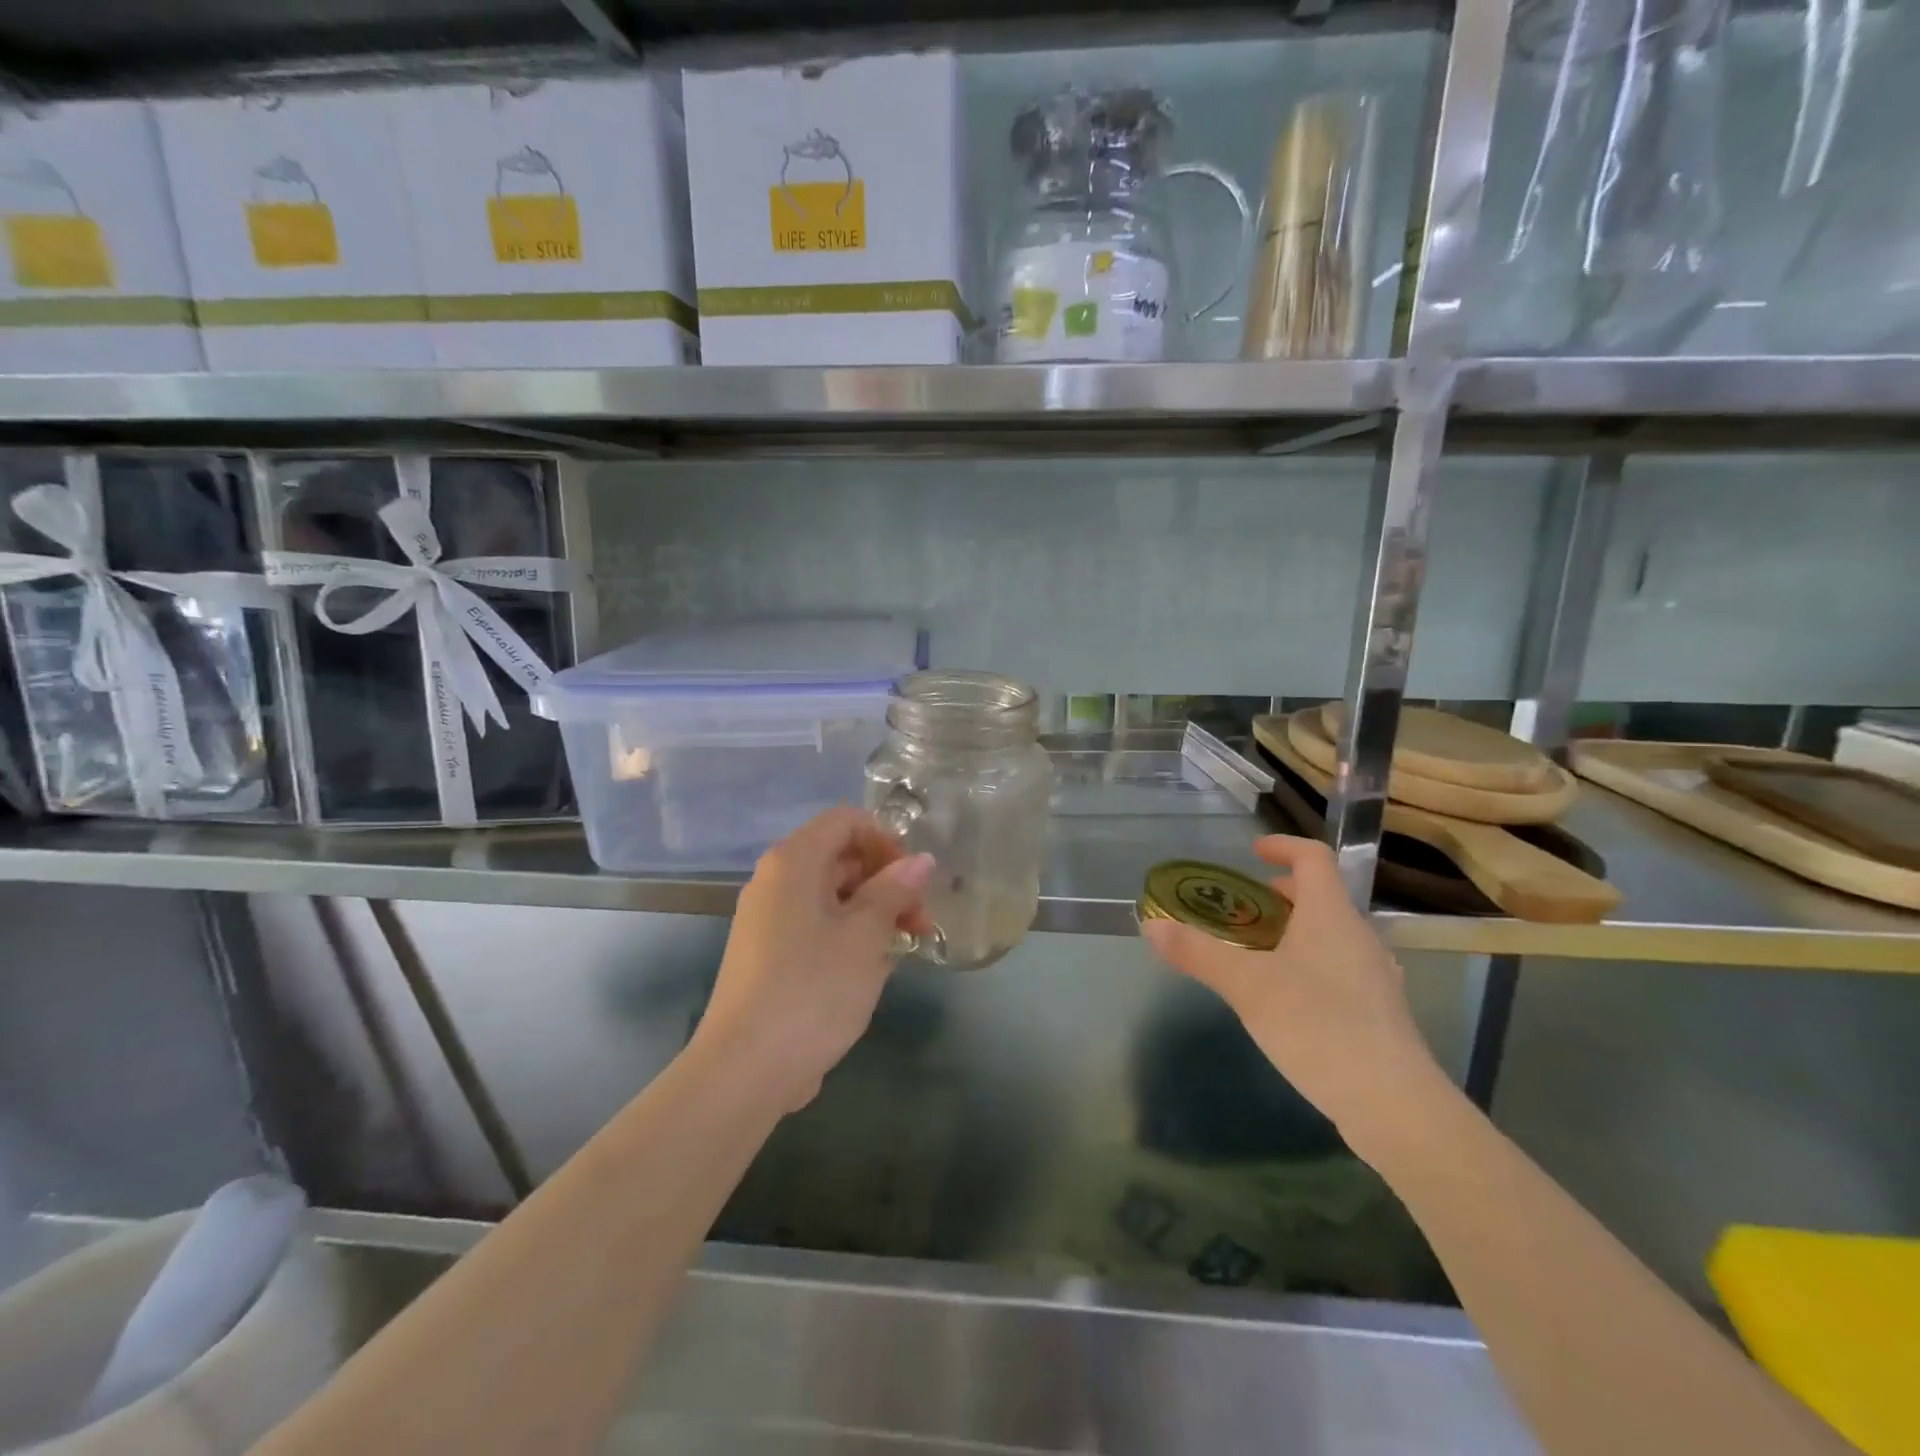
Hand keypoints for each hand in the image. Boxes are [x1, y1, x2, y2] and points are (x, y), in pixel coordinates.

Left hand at [694, 807, 934, 1112]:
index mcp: (793, 862)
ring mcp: (768, 920)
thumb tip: (920, 860)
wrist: (744, 1070)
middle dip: (886, 883)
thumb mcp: (864, 936)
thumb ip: (894, 891)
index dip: (886, 841)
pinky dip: (849, 938)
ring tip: (905, 950)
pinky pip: (817, 928)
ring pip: (832, 897)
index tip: (912, 881)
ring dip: (873, 914)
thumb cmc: (812, 990)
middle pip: (840, 858)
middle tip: (920, 923)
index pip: (846, 821)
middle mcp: (775, 882)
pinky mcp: (769, 956)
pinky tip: (873, 972)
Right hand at [1140, 835, 1448, 1160]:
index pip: (1313, 859)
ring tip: (1255, 955)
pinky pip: (1338, 969)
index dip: (1283, 846)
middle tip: (1240, 910)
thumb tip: (1151, 924)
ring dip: (1292, 932)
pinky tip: (1284, 1000)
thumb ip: (1198, 953)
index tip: (1252, 852)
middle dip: (1279, 896)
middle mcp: (1359, 937)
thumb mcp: (1247, 986)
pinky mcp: (1378, 1014)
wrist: (1395, 1107)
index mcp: (1331, 916)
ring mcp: (1374, 977)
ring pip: (1330, 936)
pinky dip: (1307, 966)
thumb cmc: (1319, 1026)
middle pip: (1320, 897)